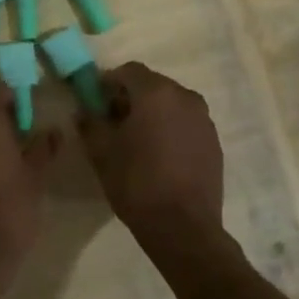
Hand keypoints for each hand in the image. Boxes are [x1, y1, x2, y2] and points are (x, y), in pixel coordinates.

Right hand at [79, 63, 224, 251]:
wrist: (183, 227)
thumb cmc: (136, 182)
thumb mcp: (100, 151)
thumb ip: (89, 121)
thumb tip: (84, 110)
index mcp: (156, 93)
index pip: (128, 71)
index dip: (108, 82)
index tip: (95, 102)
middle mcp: (185, 97)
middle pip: (151, 85)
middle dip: (130, 97)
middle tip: (112, 121)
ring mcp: (204, 120)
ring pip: (171, 104)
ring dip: (152, 113)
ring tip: (136, 140)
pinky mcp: (214, 142)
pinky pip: (186, 123)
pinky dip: (170, 129)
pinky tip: (159, 155)